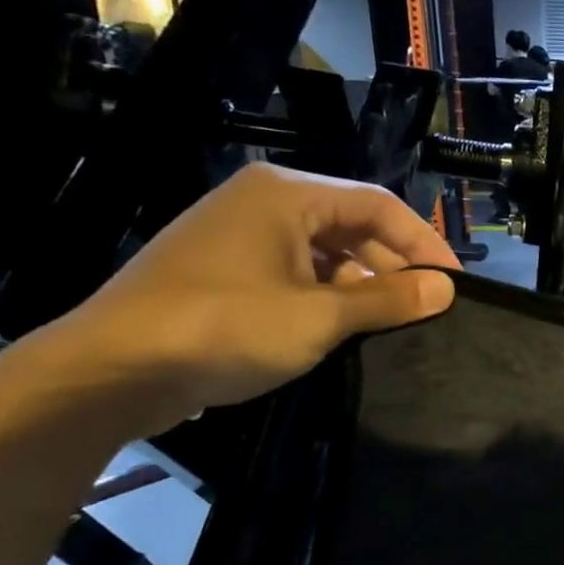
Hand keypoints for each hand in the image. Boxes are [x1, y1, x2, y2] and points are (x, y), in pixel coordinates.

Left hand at [37, 162, 456, 431]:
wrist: (110, 370)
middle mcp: (263, 202)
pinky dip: (327, 294)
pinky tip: (343, 327)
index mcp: (286, 195)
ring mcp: (238, 235)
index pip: (378, 204)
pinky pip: (295, 271)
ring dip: (362, 283)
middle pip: (352, 224)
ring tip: (392, 322)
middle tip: (427, 306)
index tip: (453, 283)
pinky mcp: (224, 269)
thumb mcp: (319, 317)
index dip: (423, 243)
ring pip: (324, 250)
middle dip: (393, 264)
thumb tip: (447, 289)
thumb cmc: (224, 328)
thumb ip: (388, 299)